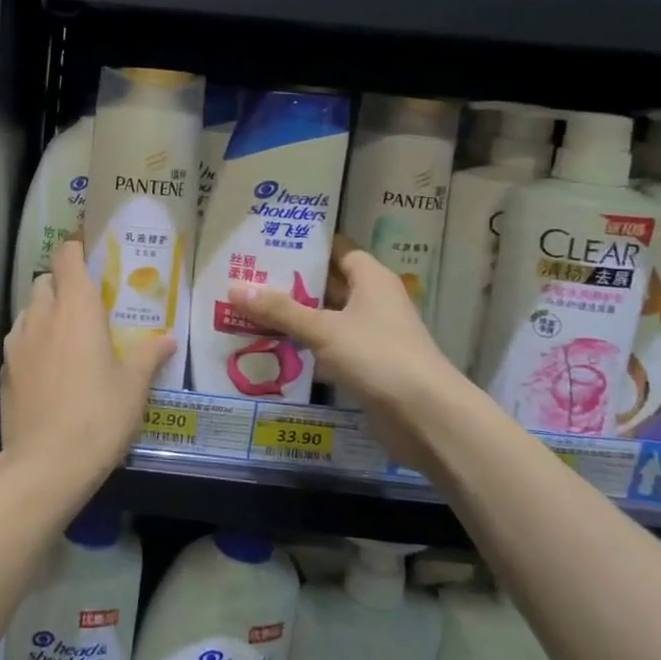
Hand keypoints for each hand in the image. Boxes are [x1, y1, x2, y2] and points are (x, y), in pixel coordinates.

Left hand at [0, 237, 173, 494]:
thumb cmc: (98, 417)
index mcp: (76, 308)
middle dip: (63, 284)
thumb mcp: (133, 387)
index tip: (89, 253)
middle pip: (46, 281)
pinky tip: (51, 369)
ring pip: (30, 310)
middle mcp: (42, 315)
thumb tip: (167, 338)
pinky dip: (34, 341)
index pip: (66, 257)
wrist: (45, 464)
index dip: (75, 248)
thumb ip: (148, 355)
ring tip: (70, 339)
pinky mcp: (4, 369)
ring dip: (46, 312)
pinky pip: (20, 339)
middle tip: (88, 305)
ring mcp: (17, 341)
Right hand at [229, 240, 462, 462]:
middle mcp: (373, 302)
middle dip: (291, 282)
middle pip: (327, 284)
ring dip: (294, 316)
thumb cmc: (378, 357)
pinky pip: (328, 347)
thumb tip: (234, 287)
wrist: (426, 417)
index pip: (338, 250)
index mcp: (372, 280)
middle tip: (247, 276)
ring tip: (249, 309)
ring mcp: (371, 336)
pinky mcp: (365, 366)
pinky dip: (304, 345)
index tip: (269, 242)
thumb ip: (280, 310)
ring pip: (325, 318)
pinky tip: (271, 346)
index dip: (307, 245)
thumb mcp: (324, 329)